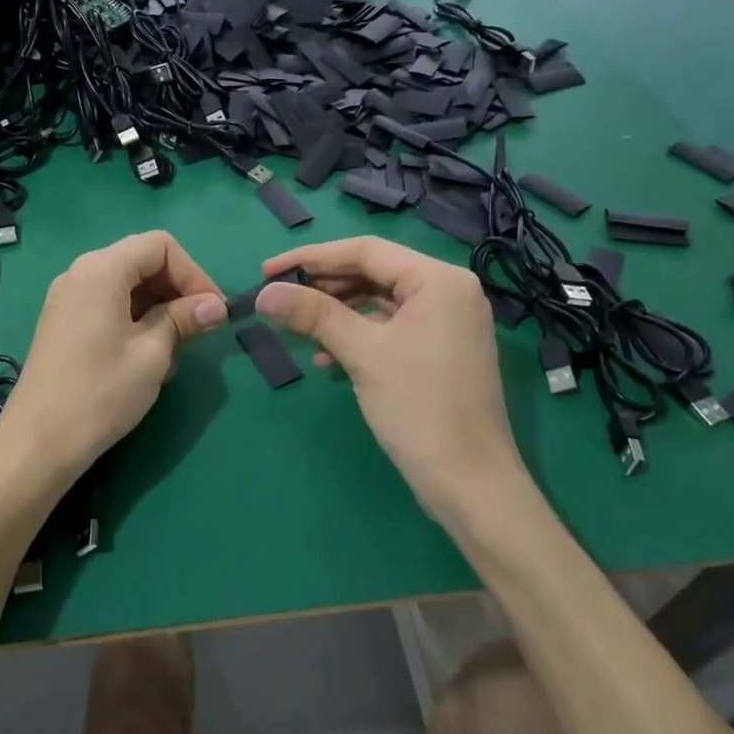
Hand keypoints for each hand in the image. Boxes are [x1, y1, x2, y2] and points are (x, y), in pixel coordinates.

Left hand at [0, 231, 227, 479]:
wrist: (39, 441)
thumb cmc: (101, 392)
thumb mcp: (152, 353)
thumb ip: (183, 319)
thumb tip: (215, 305)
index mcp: (101, 269)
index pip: (160, 246)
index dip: (194, 273)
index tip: (212, 311)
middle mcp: (80, 273)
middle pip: (142, 262)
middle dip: (177, 291)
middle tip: (198, 331)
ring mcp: (67, 299)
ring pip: (127, 287)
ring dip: (158, 310)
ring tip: (173, 352)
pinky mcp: (63, 323)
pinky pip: (108, 306)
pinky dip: (135, 321)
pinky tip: (146, 359)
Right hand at [255, 237, 526, 521]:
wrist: (470, 483)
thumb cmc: (419, 408)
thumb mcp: (363, 354)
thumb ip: (313, 315)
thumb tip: (264, 293)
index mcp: (438, 279)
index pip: (365, 250)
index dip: (311, 257)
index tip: (268, 271)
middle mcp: (448, 291)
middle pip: (373, 273)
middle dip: (323, 286)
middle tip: (279, 299)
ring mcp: (447, 322)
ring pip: (379, 302)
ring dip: (336, 313)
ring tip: (297, 329)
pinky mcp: (440, 350)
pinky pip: (390, 328)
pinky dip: (357, 335)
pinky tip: (327, 357)